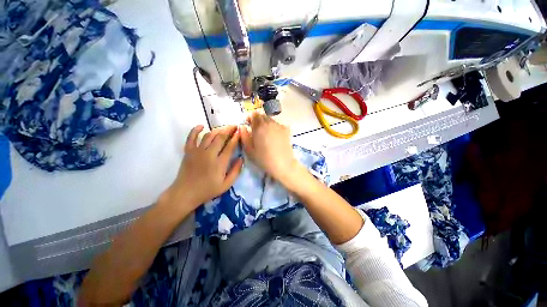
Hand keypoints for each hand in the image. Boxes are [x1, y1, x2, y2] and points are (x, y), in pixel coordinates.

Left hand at [164, 125, 242, 211]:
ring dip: (217, 129)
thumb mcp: (226, 184)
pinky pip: (191, 137)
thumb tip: (241, 158)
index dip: (236, 138)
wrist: (185, 193)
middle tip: (234, 126)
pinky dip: (195, 130)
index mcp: (219, 162)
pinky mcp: (188, 151)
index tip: (240, 132)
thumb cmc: (207, 190)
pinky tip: (201, 126)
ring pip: (208, 135)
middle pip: (220, 137)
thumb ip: (236, 171)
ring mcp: (197, 151)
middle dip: (229, 130)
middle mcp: (209, 154)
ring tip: (224, 127)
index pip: (230, 146)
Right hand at [240, 112, 298, 183]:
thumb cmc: (264, 159)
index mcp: (259, 126)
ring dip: (266, 123)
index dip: (250, 118)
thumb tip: (242, 127)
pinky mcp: (287, 130)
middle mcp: (270, 123)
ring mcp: (279, 125)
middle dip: (258, 120)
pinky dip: (275, 127)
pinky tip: (275, 136)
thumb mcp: (249, 150)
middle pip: (262, 115)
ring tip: (266, 134)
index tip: (249, 125)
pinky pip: (278, 124)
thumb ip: (244, 136)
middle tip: (257, 130)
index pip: (254, 114)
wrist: (283, 164)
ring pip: (271, 119)